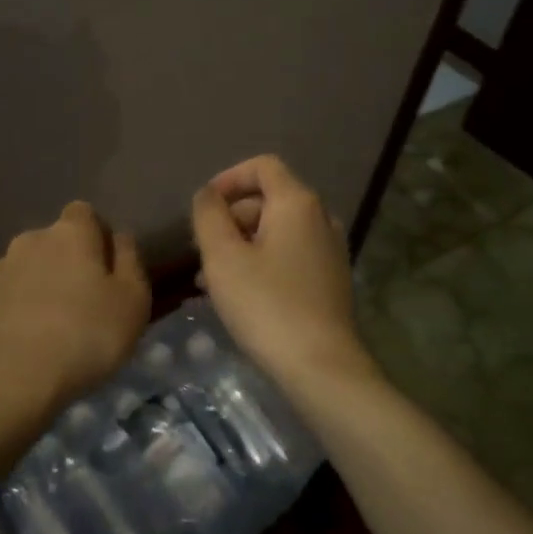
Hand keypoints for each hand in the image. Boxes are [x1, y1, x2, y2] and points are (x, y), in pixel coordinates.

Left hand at [0, 201, 150, 425]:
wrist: (13, 381)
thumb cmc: (87, 336)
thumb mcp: (134, 300)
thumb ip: (130, 260)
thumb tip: (119, 237)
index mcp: (69, 234)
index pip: (84, 213)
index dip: (98, 236)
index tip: (107, 270)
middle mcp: (28, 242)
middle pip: (52, 242)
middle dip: (66, 263)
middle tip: (83, 304)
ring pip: (23, 271)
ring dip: (36, 287)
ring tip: (50, 329)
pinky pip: (0, 302)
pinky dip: (11, 314)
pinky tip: (22, 345)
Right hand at [191, 155, 373, 391]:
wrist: (321, 367)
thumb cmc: (266, 305)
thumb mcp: (223, 258)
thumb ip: (209, 216)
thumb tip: (207, 195)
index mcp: (297, 203)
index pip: (262, 166)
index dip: (228, 178)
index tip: (203, 208)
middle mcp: (320, 218)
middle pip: (268, 199)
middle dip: (231, 218)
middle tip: (202, 251)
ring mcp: (330, 250)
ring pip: (276, 231)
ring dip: (242, 244)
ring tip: (210, 278)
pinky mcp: (330, 279)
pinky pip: (289, 255)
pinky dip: (262, 262)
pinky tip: (239, 295)